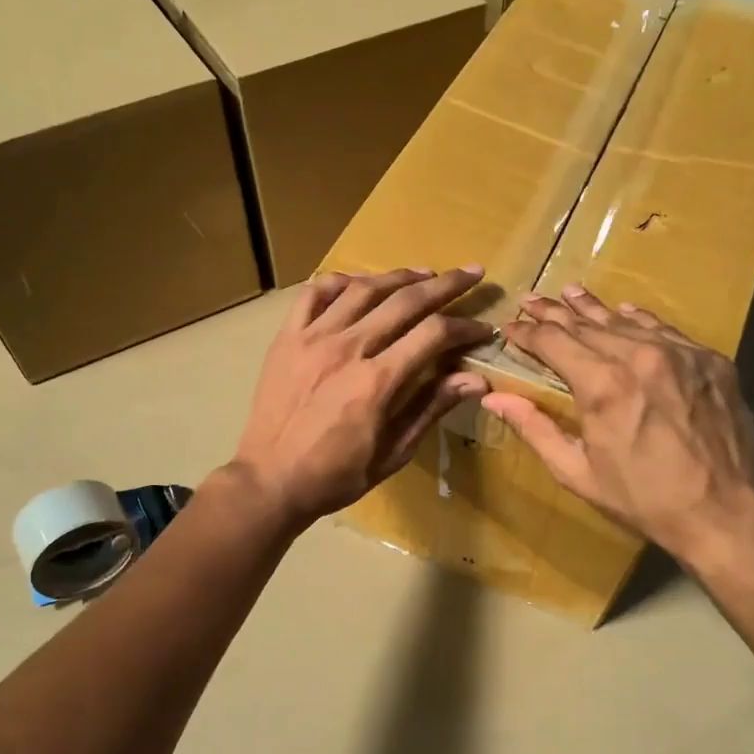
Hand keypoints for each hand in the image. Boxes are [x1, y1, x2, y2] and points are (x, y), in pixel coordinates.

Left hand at [228, 267, 494, 528]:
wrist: (269, 480)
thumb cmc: (335, 476)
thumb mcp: (392, 453)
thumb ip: (431, 408)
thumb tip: (476, 379)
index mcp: (376, 382)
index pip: (432, 335)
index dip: (465, 327)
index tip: (484, 328)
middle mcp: (346, 349)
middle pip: (404, 301)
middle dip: (445, 285)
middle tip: (471, 273)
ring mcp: (312, 338)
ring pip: (363, 289)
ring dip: (399, 276)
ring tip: (425, 273)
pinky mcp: (287, 337)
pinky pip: (314, 293)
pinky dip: (341, 281)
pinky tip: (360, 283)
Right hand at [481, 285, 753, 562]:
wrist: (722, 513)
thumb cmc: (642, 499)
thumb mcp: (577, 472)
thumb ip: (534, 428)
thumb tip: (493, 397)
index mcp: (603, 385)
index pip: (553, 342)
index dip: (527, 333)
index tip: (509, 328)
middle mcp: (640, 357)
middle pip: (587, 324)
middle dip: (553, 313)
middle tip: (531, 300)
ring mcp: (681, 354)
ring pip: (626, 322)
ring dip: (593, 308)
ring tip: (570, 292)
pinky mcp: (710, 361)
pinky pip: (666, 331)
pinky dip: (640, 320)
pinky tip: (626, 312)